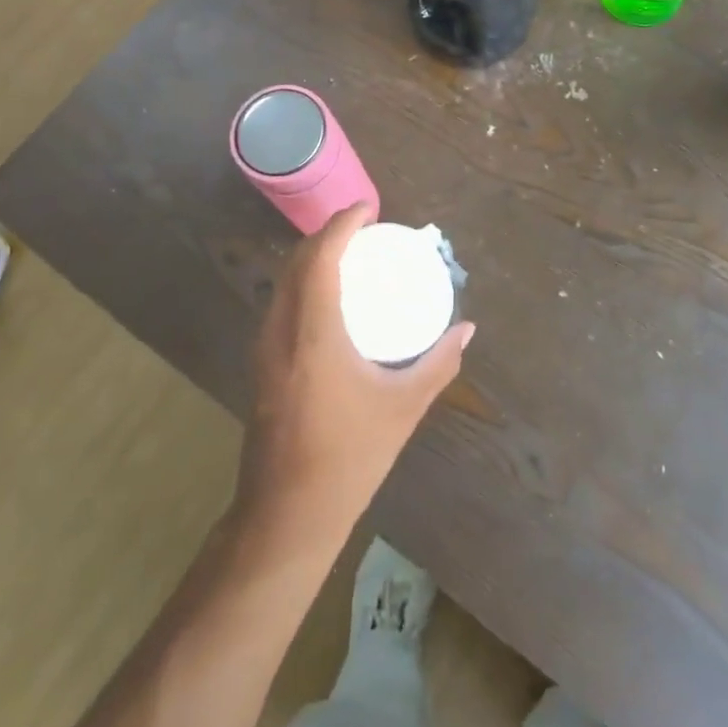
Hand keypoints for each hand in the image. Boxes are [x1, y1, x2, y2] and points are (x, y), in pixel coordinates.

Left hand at [237, 203, 474, 542]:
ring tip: (350, 255)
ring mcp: (264, 348)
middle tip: (365, 230)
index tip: (369, 210)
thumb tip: (467, 330)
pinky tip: (329, 297)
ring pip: (284, 281)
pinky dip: (303, 282)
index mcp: (313, 333)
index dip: (342, 224)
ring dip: (313, 257)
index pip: (320, 257)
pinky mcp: (261, 364)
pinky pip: (281, 303)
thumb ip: (438, 364)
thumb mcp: (402, 409)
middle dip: (328, 235)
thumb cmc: (348, 458)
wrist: (286, 516)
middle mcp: (281, 331)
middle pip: (297, 262)